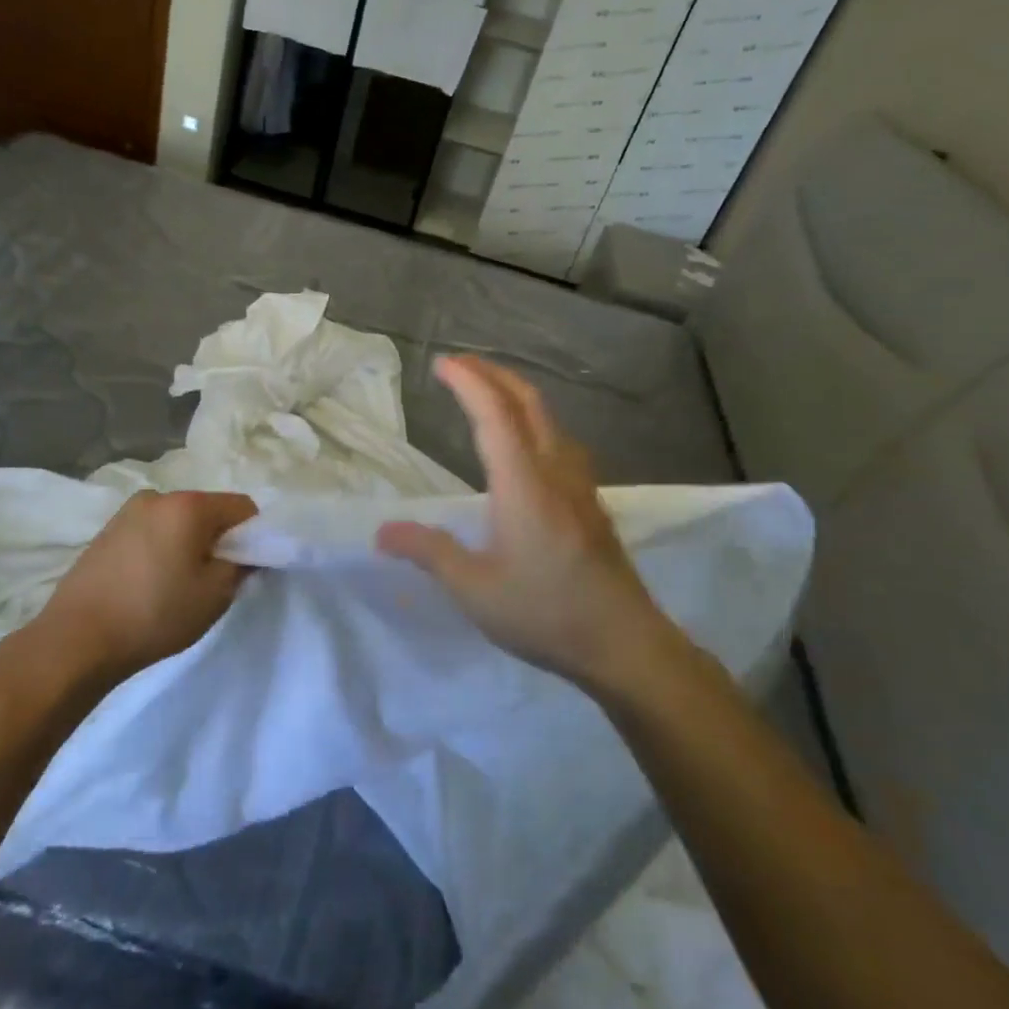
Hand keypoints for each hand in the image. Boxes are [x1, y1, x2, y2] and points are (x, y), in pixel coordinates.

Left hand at [37, 490, 258, 680]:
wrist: (77, 638)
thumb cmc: (155, 614)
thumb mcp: (215, 595)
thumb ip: (241, 566)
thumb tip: (244, 553)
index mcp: (189, 505)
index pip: (242, 507)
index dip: (254, 535)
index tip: (245, 568)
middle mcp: (158, 496)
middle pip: (208, 511)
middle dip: (218, 539)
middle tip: (211, 581)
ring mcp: (128, 511)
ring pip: (178, 522)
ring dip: (187, 544)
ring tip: (175, 586)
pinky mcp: (107, 531)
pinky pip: (151, 531)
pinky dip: (161, 549)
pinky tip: (148, 584)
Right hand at [376, 356, 668, 688]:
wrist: (626, 644)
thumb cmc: (546, 613)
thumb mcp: (475, 589)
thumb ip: (429, 552)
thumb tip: (383, 531)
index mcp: (523, 483)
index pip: (494, 413)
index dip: (468, 381)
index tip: (442, 363)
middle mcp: (554, 471)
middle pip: (528, 402)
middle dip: (493, 374)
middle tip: (461, 364)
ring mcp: (580, 485)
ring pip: (549, 418)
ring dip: (516, 393)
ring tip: (489, 393)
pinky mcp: (591, 502)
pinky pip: (559, 440)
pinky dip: (533, 419)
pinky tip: (526, 443)